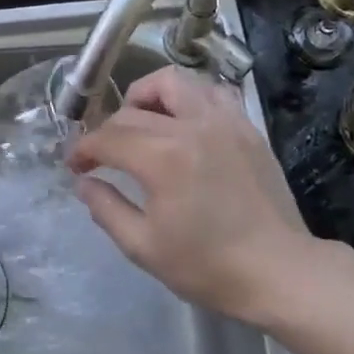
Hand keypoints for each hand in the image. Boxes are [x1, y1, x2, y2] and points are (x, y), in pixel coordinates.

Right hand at [68, 67, 309, 323]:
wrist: (279, 271)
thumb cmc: (208, 266)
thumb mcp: (144, 247)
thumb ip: (107, 209)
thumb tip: (84, 183)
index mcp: (163, 158)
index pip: (108, 137)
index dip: (84, 149)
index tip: (74, 166)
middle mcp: (191, 126)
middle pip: (134, 110)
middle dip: (108, 129)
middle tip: (102, 155)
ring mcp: (224, 121)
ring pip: (175, 82)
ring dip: (147, 96)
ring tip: (141, 122)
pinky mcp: (246, 127)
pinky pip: (211, 92)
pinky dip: (189, 97)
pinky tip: (183, 122)